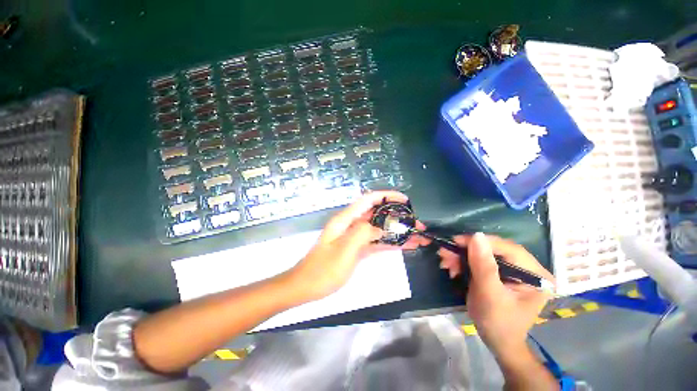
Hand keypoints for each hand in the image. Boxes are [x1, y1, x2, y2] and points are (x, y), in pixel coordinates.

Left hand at [290, 191, 428, 300]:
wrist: (306, 287)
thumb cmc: (323, 269)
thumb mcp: (343, 250)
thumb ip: (362, 233)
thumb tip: (379, 228)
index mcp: (346, 219)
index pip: (369, 199)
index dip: (387, 196)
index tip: (405, 200)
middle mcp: (351, 224)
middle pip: (377, 214)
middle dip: (397, 216)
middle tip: (417, 223)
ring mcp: (355, 237)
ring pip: (379, 229)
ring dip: (396, 231)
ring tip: (417, 236)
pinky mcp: (357, 249)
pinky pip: (375, 242)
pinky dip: (389, 243)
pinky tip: (405, 246)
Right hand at [437, 233, 554, 360]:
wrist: (496, 341)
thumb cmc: (498, 322)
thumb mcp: (490, 295)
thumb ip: (484, 266)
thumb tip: (476, 236)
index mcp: (535, 274)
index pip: (508, 248)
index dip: (482, 242)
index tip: (456, 241)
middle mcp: (526, 269)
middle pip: (494, 250)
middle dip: (466, 251)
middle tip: (445, 253)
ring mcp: (512, 271)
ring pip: (483, 253)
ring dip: (461, 256)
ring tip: (445, 261)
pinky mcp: (499, 273)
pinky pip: (479, 261)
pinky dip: (463, 262)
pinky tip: (452, 268)